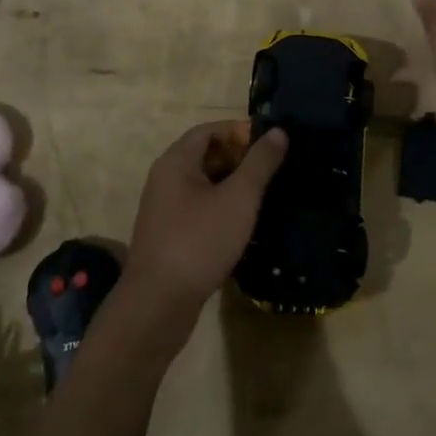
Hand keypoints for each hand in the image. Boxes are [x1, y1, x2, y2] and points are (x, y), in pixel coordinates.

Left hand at [122, 121, 287, 328]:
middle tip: (272, 169)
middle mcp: (165, 178)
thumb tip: (278, 132)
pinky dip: (221, 207)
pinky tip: (243, 223)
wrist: (157, 306)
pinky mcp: (168, 235)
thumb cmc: (199, 242)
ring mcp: (164, 209)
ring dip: (232, 184)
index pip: (209, 130)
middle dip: (239, 158)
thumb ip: (260, 163)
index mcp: (176, 161)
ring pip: (203, 184)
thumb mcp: (238, 199)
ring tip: (265, 194)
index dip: (239, 131)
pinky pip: (198, 208)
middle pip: (205, 154)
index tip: (270, 143)